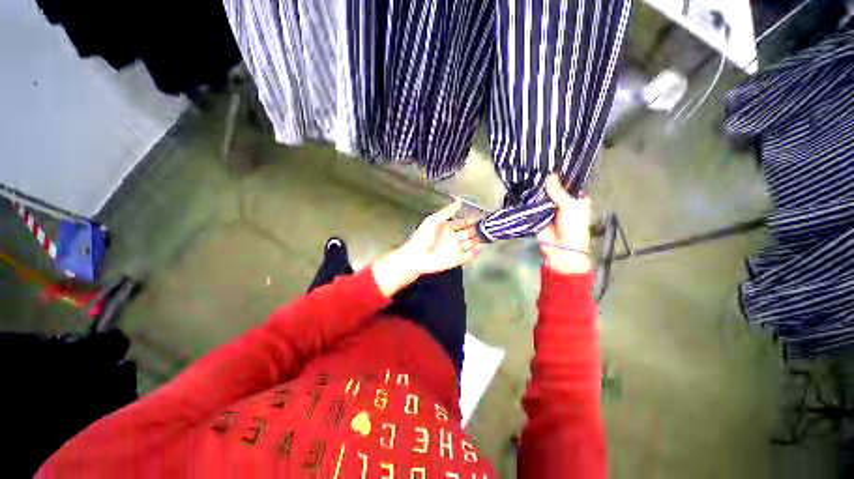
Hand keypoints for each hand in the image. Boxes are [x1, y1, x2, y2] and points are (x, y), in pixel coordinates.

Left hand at [403, 199, 481, 273]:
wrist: (415, 257)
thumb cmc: (421, 238)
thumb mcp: (433, 220)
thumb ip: (447, 211)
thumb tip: (458, 200)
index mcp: (446, 227)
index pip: (462, 223)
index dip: (470, 220)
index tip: (479, 218)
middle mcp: (451, 238)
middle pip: (468, 233)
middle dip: (477, 230)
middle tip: (487, 227)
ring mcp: (454, 249)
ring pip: (469, 244)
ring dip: (477, 241)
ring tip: (487, 237)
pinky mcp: (455, 260)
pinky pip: (467, 256)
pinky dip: (474, 253)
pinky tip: (480, 249)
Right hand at [537, 174, 591, 274]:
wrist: (560, 248)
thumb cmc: (573, 227)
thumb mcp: (570, 206)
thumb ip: (559, 191)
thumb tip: (550, 175)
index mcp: (577, 199)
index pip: (569, 184)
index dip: (562, 176)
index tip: (552, 164)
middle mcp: (564, 203)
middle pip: (554, 189)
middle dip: (547, 183)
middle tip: (538, 168)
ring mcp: (550, 209)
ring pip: (543, 197)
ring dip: (538, 191)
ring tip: (529, 176)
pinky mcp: (539, 215)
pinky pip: (534, 206)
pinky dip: (530, 200)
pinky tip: (525, 190)